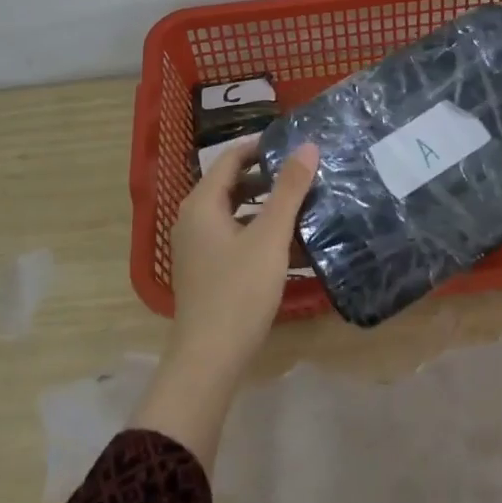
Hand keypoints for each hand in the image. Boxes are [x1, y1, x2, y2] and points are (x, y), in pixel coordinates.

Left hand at [169, 136, 318, 379]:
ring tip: (304, 204)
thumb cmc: (239, 290)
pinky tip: (292, 245)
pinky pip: (235, 237)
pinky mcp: (207, 270)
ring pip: (236, 213)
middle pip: (232, 184)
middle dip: (268, 177)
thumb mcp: (270, 237)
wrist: (209, 358)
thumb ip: (289, 190)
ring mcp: (197, 247)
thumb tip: (308, 146)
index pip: (231, 158)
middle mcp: (193, 219)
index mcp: (202, 204)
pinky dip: (260, 233)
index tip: (295, 144)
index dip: (262, 146)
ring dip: (267, 207)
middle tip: (305, 172)